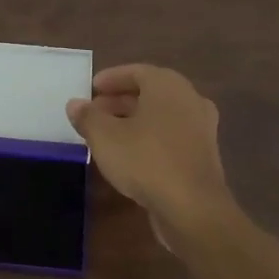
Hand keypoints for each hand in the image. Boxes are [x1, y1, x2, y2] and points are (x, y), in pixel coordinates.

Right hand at [66, 64, 234, 238]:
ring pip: (161, 115)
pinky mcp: (203, 154)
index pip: (136, 71)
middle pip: (150, 92)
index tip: (91, 88)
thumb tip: (75, 104)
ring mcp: (201, 127)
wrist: (192, 207)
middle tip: (95, 111)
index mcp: (168, 85)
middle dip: (120, 100)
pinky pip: (171, 136)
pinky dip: (150, 137)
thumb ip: (87, 117)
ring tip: (107, 134)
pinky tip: (131, 155)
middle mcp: (189, 99)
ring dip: (135, 120)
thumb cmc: (146, 160)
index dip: (111, 78)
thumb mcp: (105, 137)